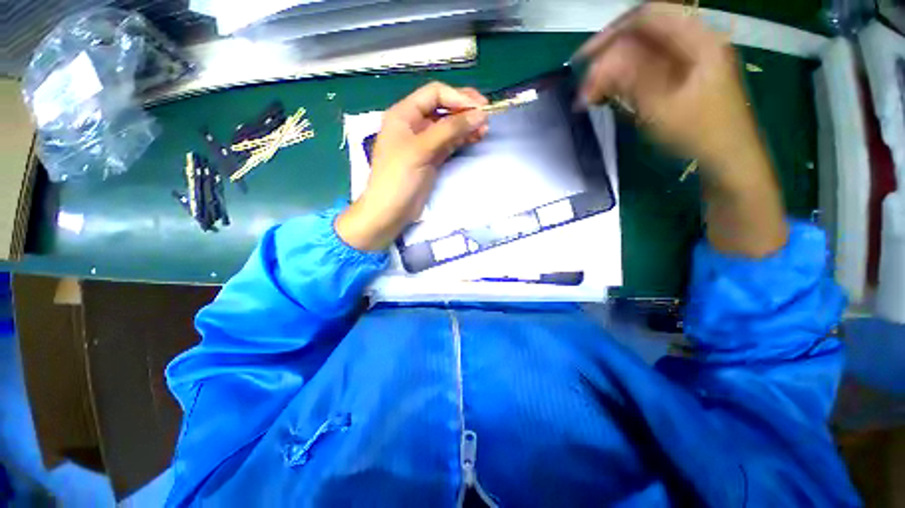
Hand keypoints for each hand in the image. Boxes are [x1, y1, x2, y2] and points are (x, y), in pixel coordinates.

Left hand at [336, 82, 488, 250]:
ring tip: (484, 131)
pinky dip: (462, 140)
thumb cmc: (399, 177)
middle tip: (486, 117)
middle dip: (464, 111)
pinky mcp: (431, 159)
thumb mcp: (422, 149)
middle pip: (443, 108)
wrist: (390, 211)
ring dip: (466, 126)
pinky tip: (475, 139)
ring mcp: (424, 143)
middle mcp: (414, 124)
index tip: (479, 108)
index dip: (457, 97)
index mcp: (404, 114)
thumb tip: (480, 115)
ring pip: (448, 127)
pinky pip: (449, 143)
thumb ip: (450, 130)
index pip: (434, 94)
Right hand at [576, 3, 787, 256]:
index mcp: (697, 39)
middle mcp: (693, 42)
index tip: (582, 60)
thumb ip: (630, 79)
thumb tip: (596, 66)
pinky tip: (610, 96)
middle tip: (584, 90)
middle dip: (607, 60)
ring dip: (612, 73)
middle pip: (641, 37)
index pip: (647, 17)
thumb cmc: (700, 133)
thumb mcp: (662, 106)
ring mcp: (688, 60)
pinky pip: (646, 71)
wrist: (727, 159)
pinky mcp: (681, 78)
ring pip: (640, 55)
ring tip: (592, 97)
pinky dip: (623, 82)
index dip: (611, 33)